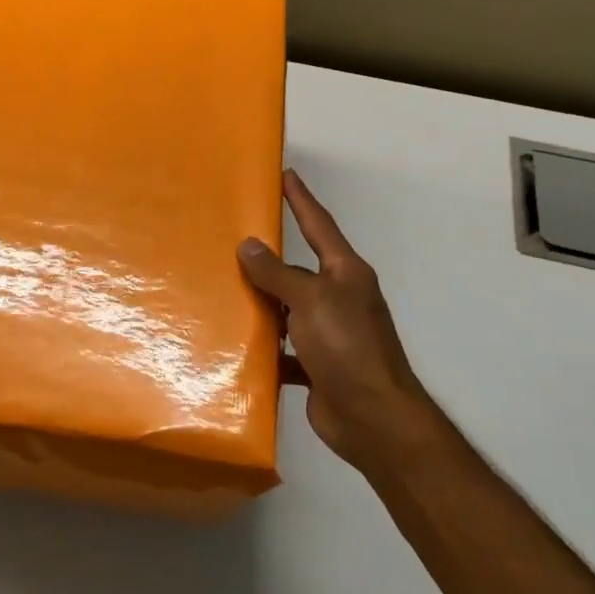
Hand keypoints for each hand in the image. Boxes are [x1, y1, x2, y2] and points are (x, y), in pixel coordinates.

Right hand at [238, 169, 437, 472]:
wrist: (374, 418)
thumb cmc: (347, 347)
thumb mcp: (311, 300)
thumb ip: (278, 273)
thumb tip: (248, 245)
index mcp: (345, 274)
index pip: (319, 226)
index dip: (302, 200)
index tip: (286, 175)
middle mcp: (338, 299)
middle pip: (298, 270)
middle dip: (268, 258)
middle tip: (231, 238)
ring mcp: (328, 334)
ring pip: (286, 309)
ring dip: (260, 304)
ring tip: (220, 290)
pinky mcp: (316, 366)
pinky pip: (282, 348)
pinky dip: (263, 347)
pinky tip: (235, 344)